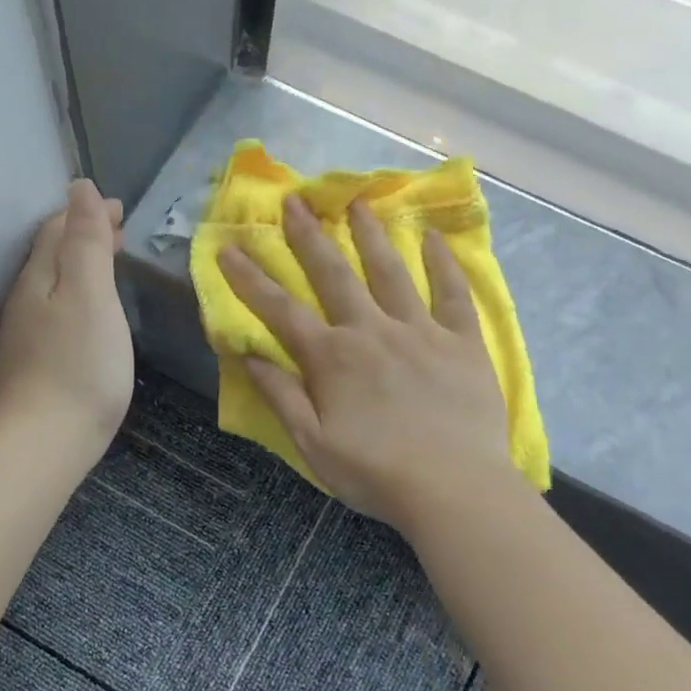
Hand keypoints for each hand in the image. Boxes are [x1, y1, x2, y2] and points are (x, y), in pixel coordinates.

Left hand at [0, 179, 133, 448]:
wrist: (46, 440)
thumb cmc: (78, 363)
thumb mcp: (90, 293)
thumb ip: (86, 241)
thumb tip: (79, 188)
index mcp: (38, 277)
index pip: (57, 229)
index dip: (87, 213)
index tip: (120, 210)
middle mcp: (25, 300)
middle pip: (51, 255)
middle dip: (83, 237)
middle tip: (119, 234)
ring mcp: (26, 335)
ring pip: (52, 285)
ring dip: (80, 267)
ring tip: (109, 266)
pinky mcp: (34, 365)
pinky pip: (55, 313)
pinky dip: (76, 298)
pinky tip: (90, 316)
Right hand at [218, 195, 514, 531]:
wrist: (454, 489)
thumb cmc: (375, 473)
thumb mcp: (313, 444)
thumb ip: (281, 396)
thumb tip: (247, 355)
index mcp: (332, 358)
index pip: (280, 310)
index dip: (250, 279)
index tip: (229, 248)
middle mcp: (372, 331)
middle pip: (334, 275)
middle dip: (309, 237)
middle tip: (295, 201)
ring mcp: (420, 332)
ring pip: (391, 272)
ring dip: (371, 235)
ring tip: (359, 202)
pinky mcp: (462, 342)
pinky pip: (453, 294)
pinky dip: (443, 264)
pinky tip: (433, 238)